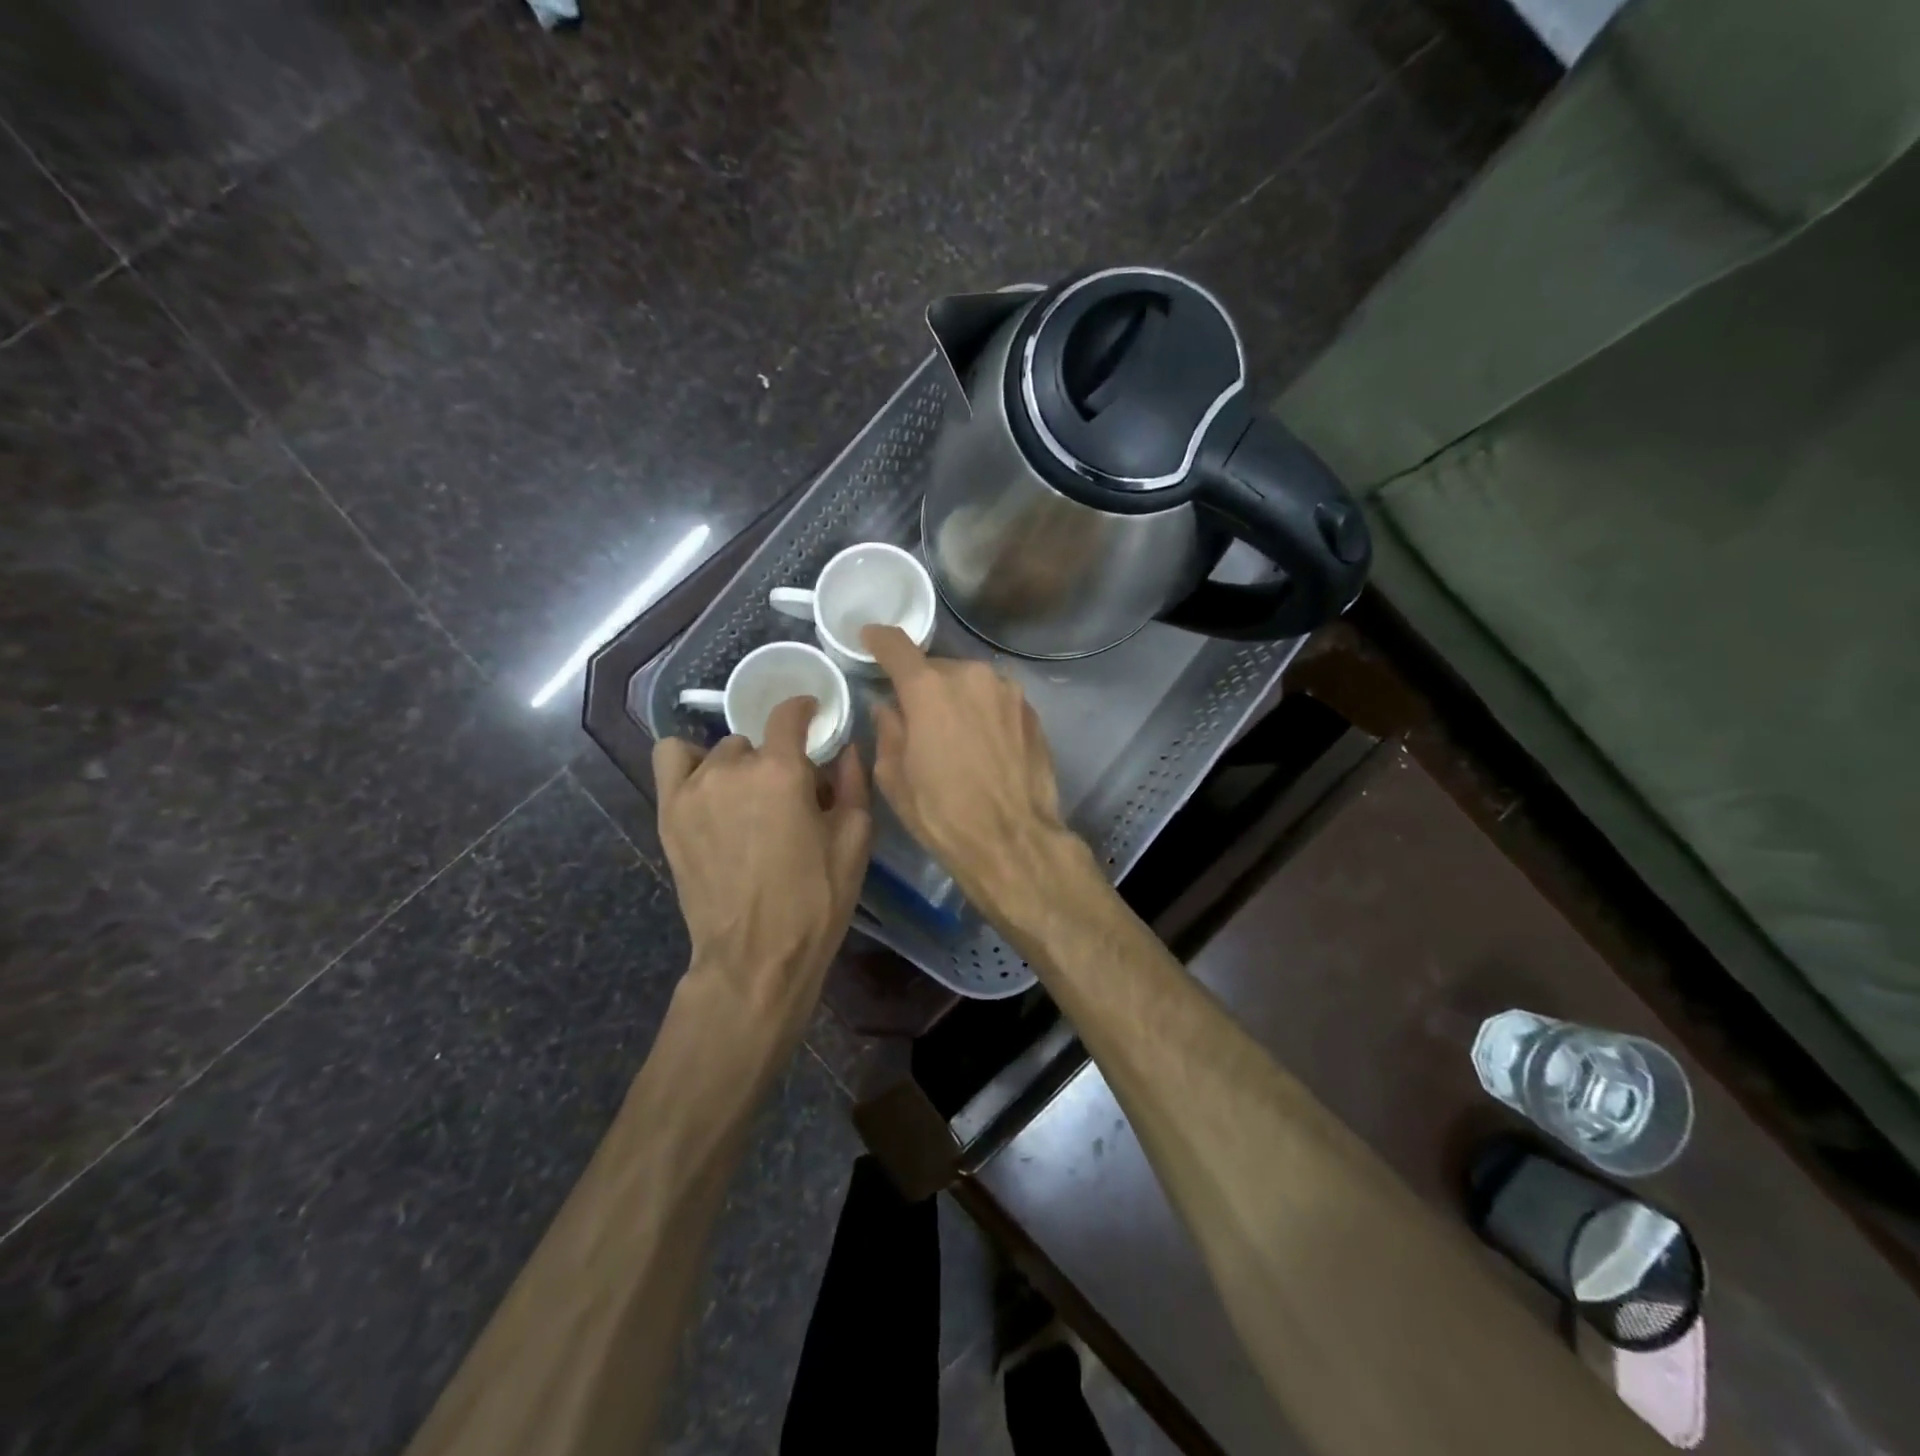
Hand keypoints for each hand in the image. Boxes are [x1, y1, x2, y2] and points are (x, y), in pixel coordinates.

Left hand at [653, 697, 871, 1035]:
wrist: (756, 956)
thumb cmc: (815, 901)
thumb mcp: (854, 840)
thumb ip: (852, 782)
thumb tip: (847, 748)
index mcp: (782, 771)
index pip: (789, 714)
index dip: (804, 710)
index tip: (813, 717)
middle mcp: (733, 767)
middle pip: (757, 741)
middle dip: (776, 761)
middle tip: (789, 798)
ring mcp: (694, 788)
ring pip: (721, 752)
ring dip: (739, 767)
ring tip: (748, 802)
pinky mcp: (669, 811)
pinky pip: (672, 758)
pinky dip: (691, 761)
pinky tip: (708, 788)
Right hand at [862, 626, 1085, 928]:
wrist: (1014, 840)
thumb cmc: (943, 814)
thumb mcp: (895, 778)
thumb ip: (888, 731)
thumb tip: (889, 708)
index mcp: (929, 690)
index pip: (898, 647)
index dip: (880, 640)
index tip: (871, 639)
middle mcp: (972, 676)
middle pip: (937, 668)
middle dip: (923, 686)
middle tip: (917, 718)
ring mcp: (1008, 691)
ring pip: (970, 683)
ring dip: (957, 699)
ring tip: (954, 736)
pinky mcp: (1032, 711)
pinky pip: (996, 700)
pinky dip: (984, 712)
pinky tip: (983, 745)